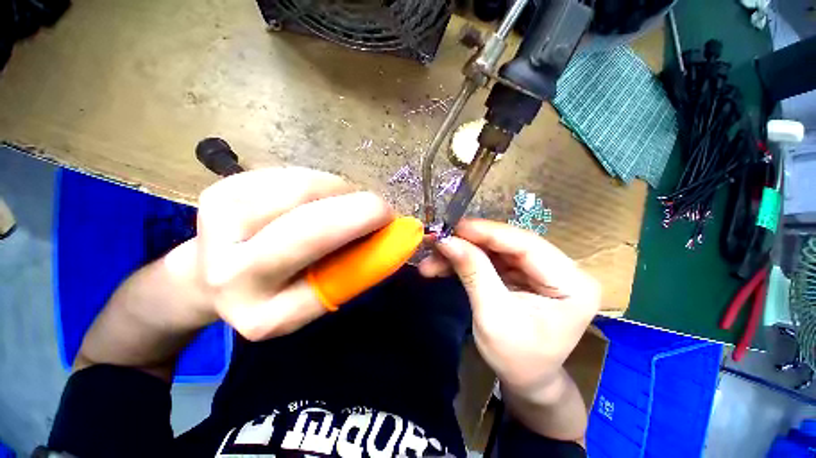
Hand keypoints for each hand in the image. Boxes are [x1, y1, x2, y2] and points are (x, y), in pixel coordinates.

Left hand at [169, 167, 393, 340]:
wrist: (216, 274)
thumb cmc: (283, 285)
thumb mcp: (323, 292)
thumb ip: (356, 268)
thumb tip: (392, 234)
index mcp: (267, 316)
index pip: (327, 278)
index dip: (361, 239)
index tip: (390, 220)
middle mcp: (232, 277)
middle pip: (308, 229)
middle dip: (356, 209)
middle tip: (379, 205)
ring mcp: (215, 230)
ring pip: (300, 190)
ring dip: (337, 190)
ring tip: (342, 201)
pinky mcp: (217, 193)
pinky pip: (288, 175)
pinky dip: (316, 181)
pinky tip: (315, 194)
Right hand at [418, 219, 600, 397]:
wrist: (526, 380)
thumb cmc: (517, 359)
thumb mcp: (492, 317)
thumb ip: (473, 273)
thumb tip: (448, 241)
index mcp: (571, 284)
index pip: (527, 244)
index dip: (487, 232)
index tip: (455, 227)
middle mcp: (560, 269)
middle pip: (507, 244)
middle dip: (468, 243)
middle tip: (438, 241)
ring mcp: (539, 270)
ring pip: (494, 250)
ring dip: (462, 253)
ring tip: (432, 259)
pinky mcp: (522, 273)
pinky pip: (490, 259)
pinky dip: (465, 261)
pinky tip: (443, 266)